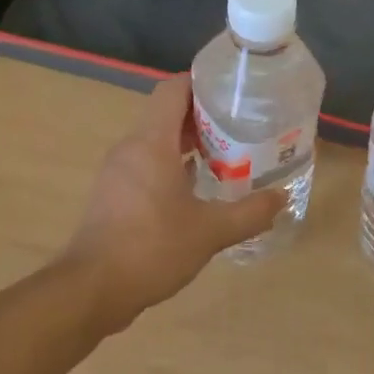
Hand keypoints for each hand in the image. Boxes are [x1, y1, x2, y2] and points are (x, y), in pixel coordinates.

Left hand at [61, 75, 283, 332]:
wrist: (91, 291)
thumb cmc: (151, 248)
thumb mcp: (211, 231)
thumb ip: (250, 213)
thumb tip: (282, 198)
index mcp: (151, 143)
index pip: (173, 90)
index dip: (201, 82)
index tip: (233, 90)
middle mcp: (131, 148)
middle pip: (167, 113)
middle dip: (204, 115)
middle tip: (242, 125)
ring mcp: (118, 172)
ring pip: (157, 141)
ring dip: (190, 143)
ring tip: (228, 155)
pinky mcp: (113, 195)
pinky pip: (147, 165)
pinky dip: (173, 165)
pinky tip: (198, 189)